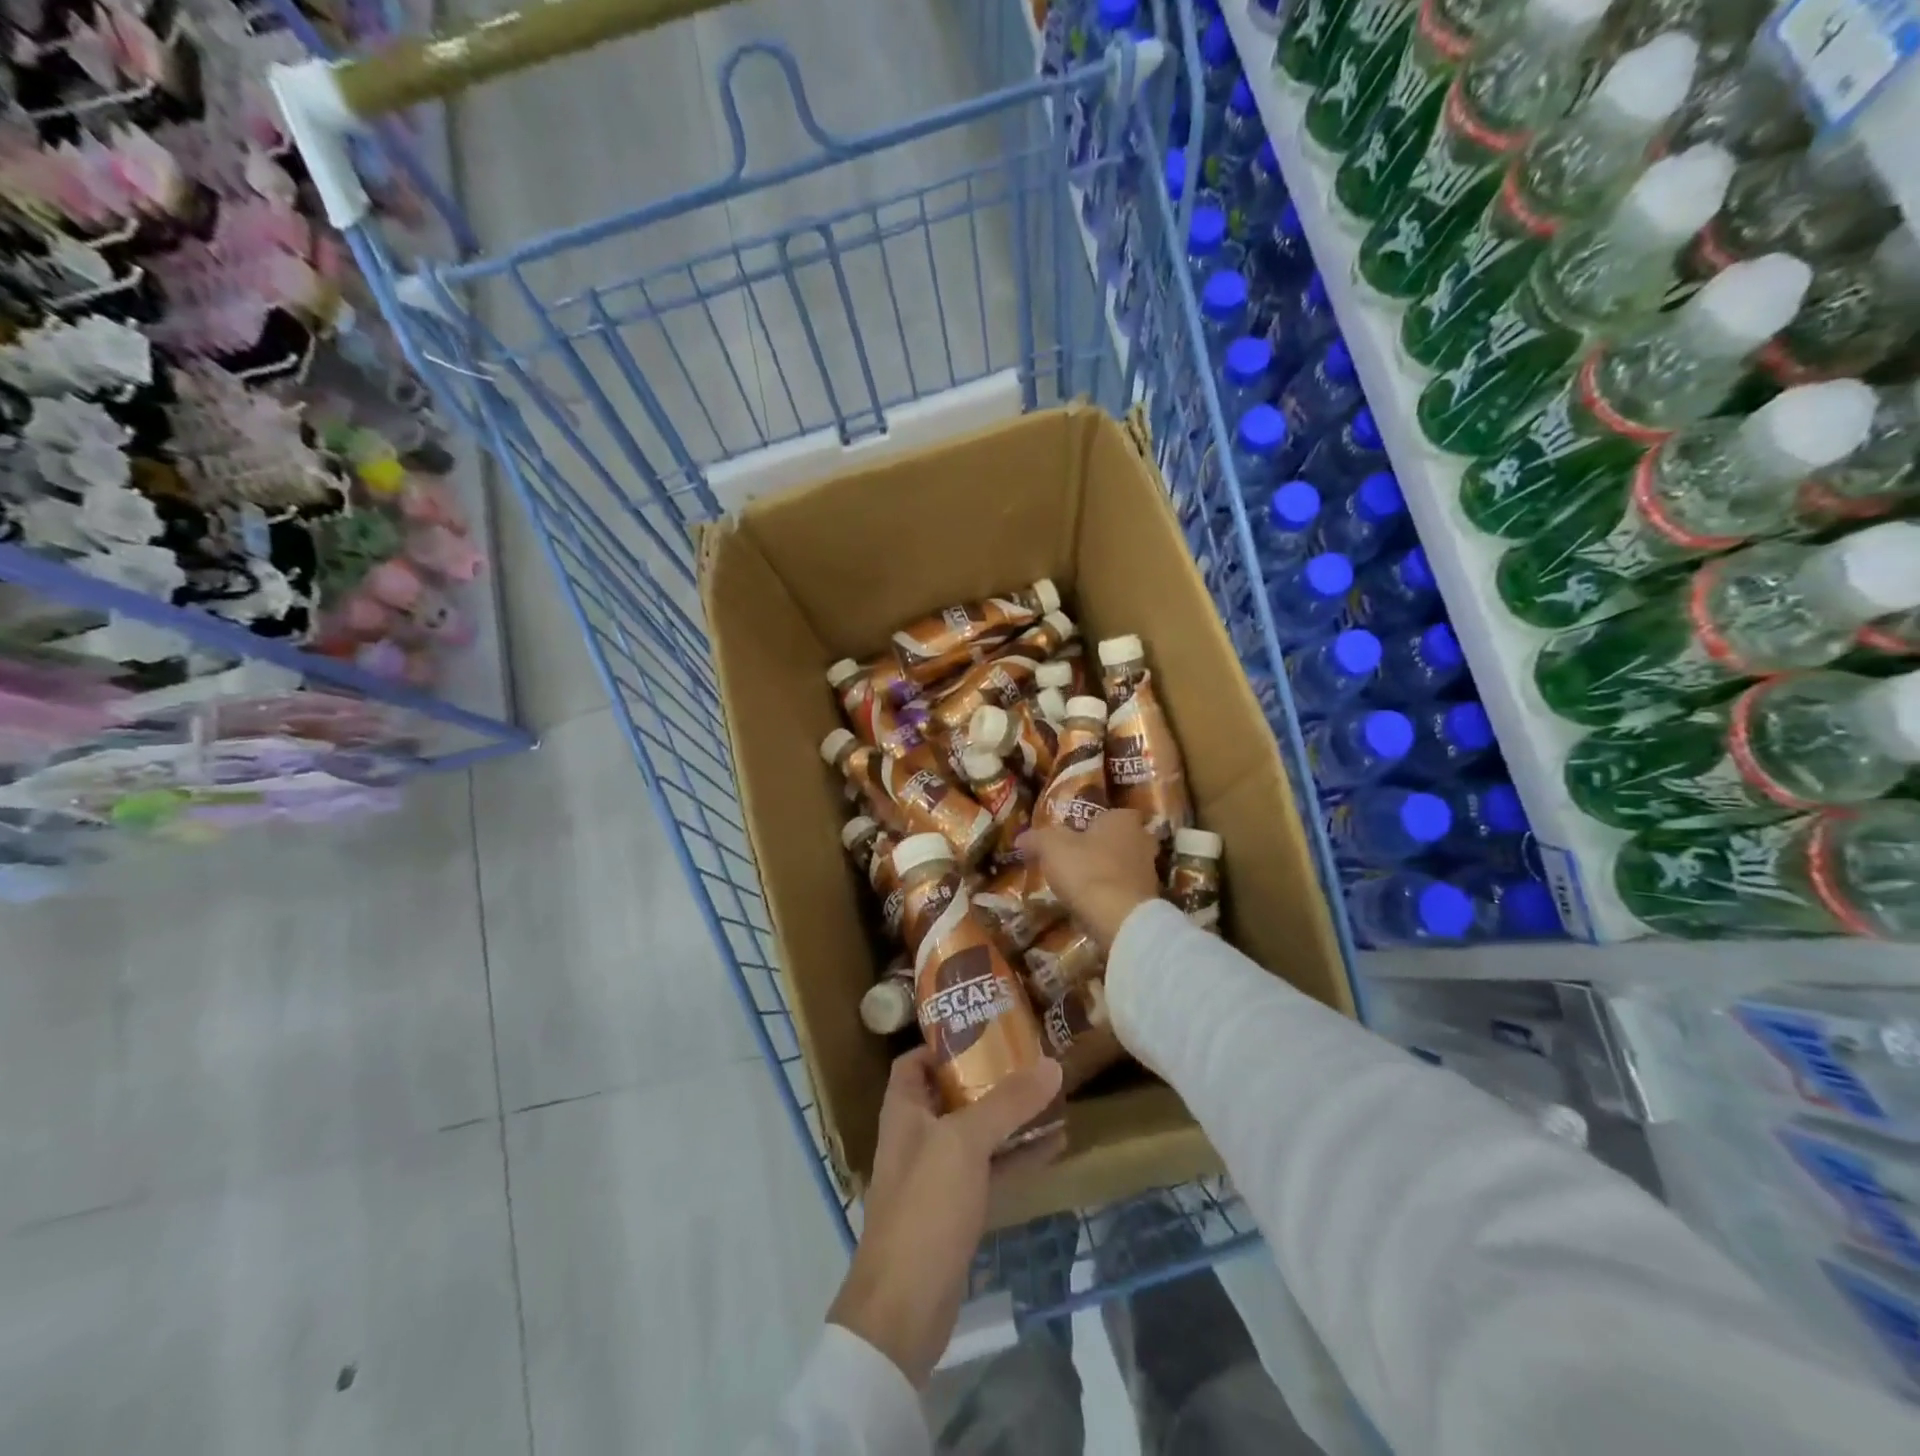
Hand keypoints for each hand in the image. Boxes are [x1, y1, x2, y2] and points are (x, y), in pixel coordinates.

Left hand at [828, 1048, 1064, 1386]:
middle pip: (953, 1093)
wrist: (905, 1307)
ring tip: (1051, 1095)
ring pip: (977, 1133)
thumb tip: (1051, 1063)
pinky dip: (1018, 1157)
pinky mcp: (958, 1211)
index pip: (915, 1061)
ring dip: (1010, 1117)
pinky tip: (1056, 1145)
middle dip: (989, 1076)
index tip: (985, 1027)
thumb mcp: (965, 1142)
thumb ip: (1008, 1102)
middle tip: (1030, 1057)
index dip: (944, 1042)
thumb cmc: (925, 1206)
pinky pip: (992, 1171)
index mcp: (904, 1110)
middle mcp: (918, 1136)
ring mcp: (938, 1175)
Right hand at [1019, 808, 1160, 948]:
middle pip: (1118, 840)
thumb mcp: (1052, 848)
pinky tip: (1091, 905)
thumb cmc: (1087, 871)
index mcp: (1123, 820)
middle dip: (1100, 848)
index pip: (1110, 813)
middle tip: (1076, 859)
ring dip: (1105, 873)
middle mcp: (1142, 840)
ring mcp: (1149, 872)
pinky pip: (1124, 891)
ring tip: (1079, 885)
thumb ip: (1037, 838)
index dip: (1092, 823)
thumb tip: (1021, 837)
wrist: (1120, 919)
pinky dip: (1110, 895)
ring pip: (1122, 866)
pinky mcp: (1148, 900)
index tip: (1073, 835)